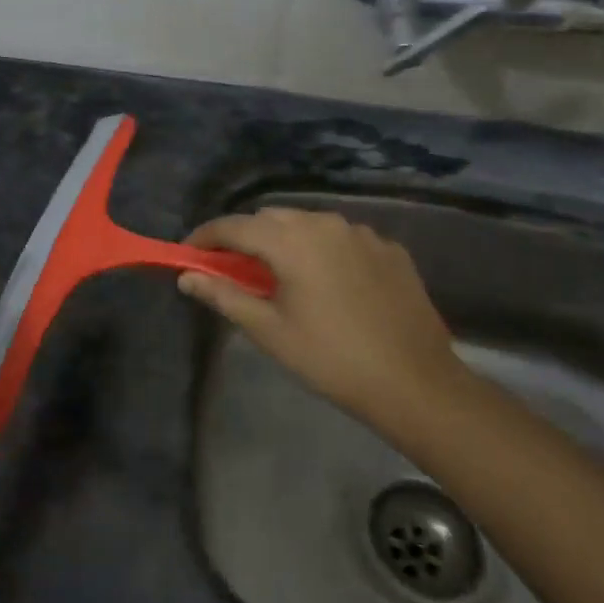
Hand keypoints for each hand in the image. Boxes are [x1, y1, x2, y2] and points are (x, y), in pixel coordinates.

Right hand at [180, 208, 460, 434]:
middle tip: (231, 270)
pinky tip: (326, 282)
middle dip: (245, 238)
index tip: (188, 254)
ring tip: (280, 275)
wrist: (416, 383)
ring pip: (308, 224)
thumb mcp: (269, 331)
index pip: (234, 225)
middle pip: (271, 219)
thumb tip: (187, 277)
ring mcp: (362, 233)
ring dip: (285, 241)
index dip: (205, 237)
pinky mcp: (389, 249)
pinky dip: (323, 250)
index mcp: (292, 240)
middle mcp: (326, 223)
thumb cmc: (331, 359)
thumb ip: (224, 296)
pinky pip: (342, 239)